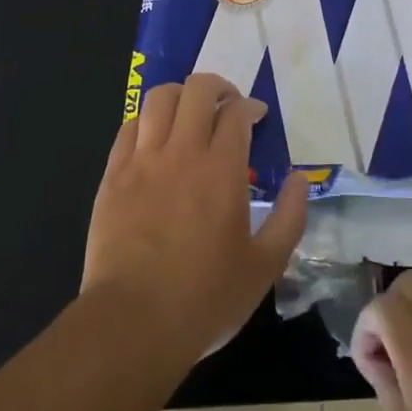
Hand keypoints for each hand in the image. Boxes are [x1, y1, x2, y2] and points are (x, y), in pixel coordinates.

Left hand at [82, 73, 308, 365]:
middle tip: (227, 106)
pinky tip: (155, 137)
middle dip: (218, 88)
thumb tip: (299, 178)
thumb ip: (289, 216)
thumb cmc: (205, 298)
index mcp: (221, 170)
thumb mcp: (265, 266)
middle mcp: (181, 152)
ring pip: (158, 99)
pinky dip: (147, 120)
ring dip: (180, 95)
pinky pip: (128, 127)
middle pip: (197, 90)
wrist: (133, 323)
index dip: (250, 107)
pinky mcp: (112, 177)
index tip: (256, 118)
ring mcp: (141, 161)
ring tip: (190, 113)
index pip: (236, 113)